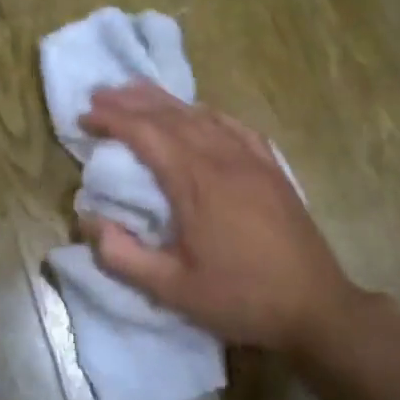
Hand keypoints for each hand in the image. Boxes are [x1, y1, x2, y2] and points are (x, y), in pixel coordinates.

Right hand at [79, 83, 359, 354]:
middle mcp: (225, 159)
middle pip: (173, 115)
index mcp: (197, 183)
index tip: (85, 116)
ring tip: (138, 93)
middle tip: (101, 94)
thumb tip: (88, 220)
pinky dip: (207, 114)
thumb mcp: (172, 290)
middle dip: (133, 102)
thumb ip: (123, 255)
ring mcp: (254, 160)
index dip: (113, 120)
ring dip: (167, 102)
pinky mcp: (273, 169)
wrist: (314, 306)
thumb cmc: (240, 299)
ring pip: (204, 115)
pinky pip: (235, 127)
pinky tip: (200, 114)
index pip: (146, 134)